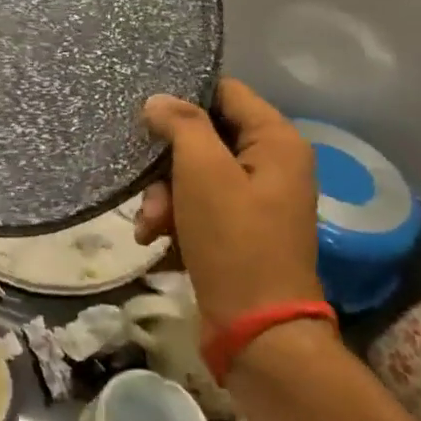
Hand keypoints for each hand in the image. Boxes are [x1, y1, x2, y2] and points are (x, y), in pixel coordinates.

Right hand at [133, 79, 323, 330]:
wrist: (256, 329)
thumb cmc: (233, 241)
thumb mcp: (203, 173)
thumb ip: (181, 125)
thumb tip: (159, 99)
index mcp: (276, 141)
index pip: (226, 91)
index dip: (184, 94)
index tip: (144, 108)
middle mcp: (271, 163)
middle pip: (205, 135)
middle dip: (166, 160)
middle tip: (143, 180)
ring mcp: (256, 198)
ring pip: (194, 173)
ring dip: (163, 194)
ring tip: (148, 223)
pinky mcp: (238, 228)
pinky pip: (198, 204)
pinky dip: (173, 217)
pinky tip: (153, 238)